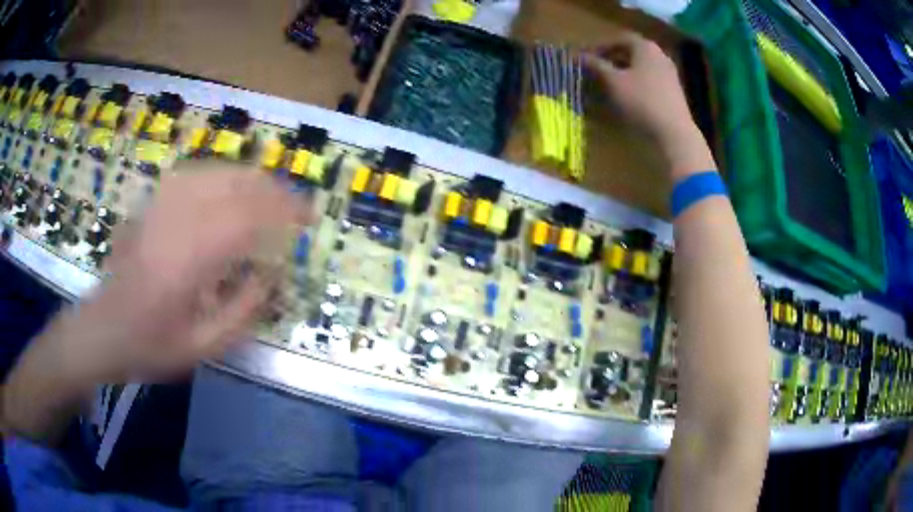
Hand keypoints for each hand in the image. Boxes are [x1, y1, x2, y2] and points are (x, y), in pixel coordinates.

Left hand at [3, 162, 307, 441]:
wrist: (101, 330)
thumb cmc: (149, 347)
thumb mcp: (201, 348)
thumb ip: (242, 312)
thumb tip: (272, 275)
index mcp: (186, 262)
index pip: (248, 217)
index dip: (284, 211)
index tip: (309, 220)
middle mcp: (174, 222)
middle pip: (235, 184)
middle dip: (275, 190)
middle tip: (297, 207)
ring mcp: (160, 206)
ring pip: (217, 172)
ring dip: (252, 180)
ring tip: (272, 197)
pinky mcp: (152, 202)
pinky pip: (195, 174)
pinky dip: (224, 177)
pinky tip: (233, 189)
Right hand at [582, 33, 714, 179]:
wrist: (674, 132)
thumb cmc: (641, 101)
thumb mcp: (613, 82)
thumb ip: (596, 66)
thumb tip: (579, 56)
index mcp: (645, 47)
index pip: (620, 39)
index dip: (602, 46)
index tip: (588, 57)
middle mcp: (660, 55)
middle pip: (632, 52)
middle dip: (613, 59)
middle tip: (597, 70)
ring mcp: (670, 74)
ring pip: (642, 67)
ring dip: (625, 72)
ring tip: (610, 84)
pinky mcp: (674, 91)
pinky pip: (651, 80)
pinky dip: (637, 83)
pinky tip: (628, 96)